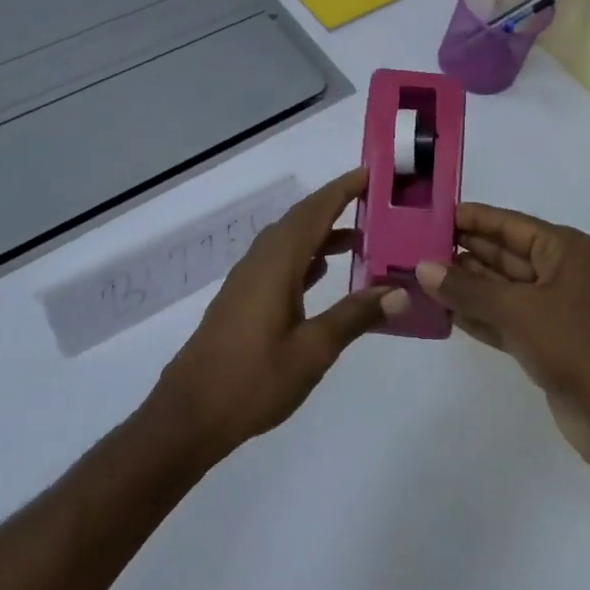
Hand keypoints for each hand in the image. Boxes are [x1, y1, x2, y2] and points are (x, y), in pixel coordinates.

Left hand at [148, 169, 407, 460]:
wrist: (190, 416)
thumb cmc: (253, 381)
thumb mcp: (313, 351)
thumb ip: (355, 316)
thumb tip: (399, 291)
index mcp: (276, 265)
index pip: (314, 213)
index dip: (342, 190)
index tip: (370, 173)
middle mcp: (260, 263)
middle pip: (300, 221)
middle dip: (335, 206)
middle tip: (375, 202)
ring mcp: (247, 281)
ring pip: (289, 242)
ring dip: (322, 234)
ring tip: (361, 238)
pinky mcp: (242, 300)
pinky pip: (279, 262)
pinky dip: (306, 257)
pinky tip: (322, 271)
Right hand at [415, 204, 589, 478]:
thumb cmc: (579, 347)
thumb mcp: (519, 311)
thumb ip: (468, 290)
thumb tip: (423, 268)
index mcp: (568, 251)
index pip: (511, 225)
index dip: (473, 219)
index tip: (433, 215)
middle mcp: (563, 275)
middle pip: (505, 256)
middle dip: (463, 253)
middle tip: (414, 249)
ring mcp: (557, 312)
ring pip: (503, 291)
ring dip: (466, 287)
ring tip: (419, 279)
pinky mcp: (549, 346)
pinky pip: (507, 322)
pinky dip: (479, 317)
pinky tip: (443, 314)